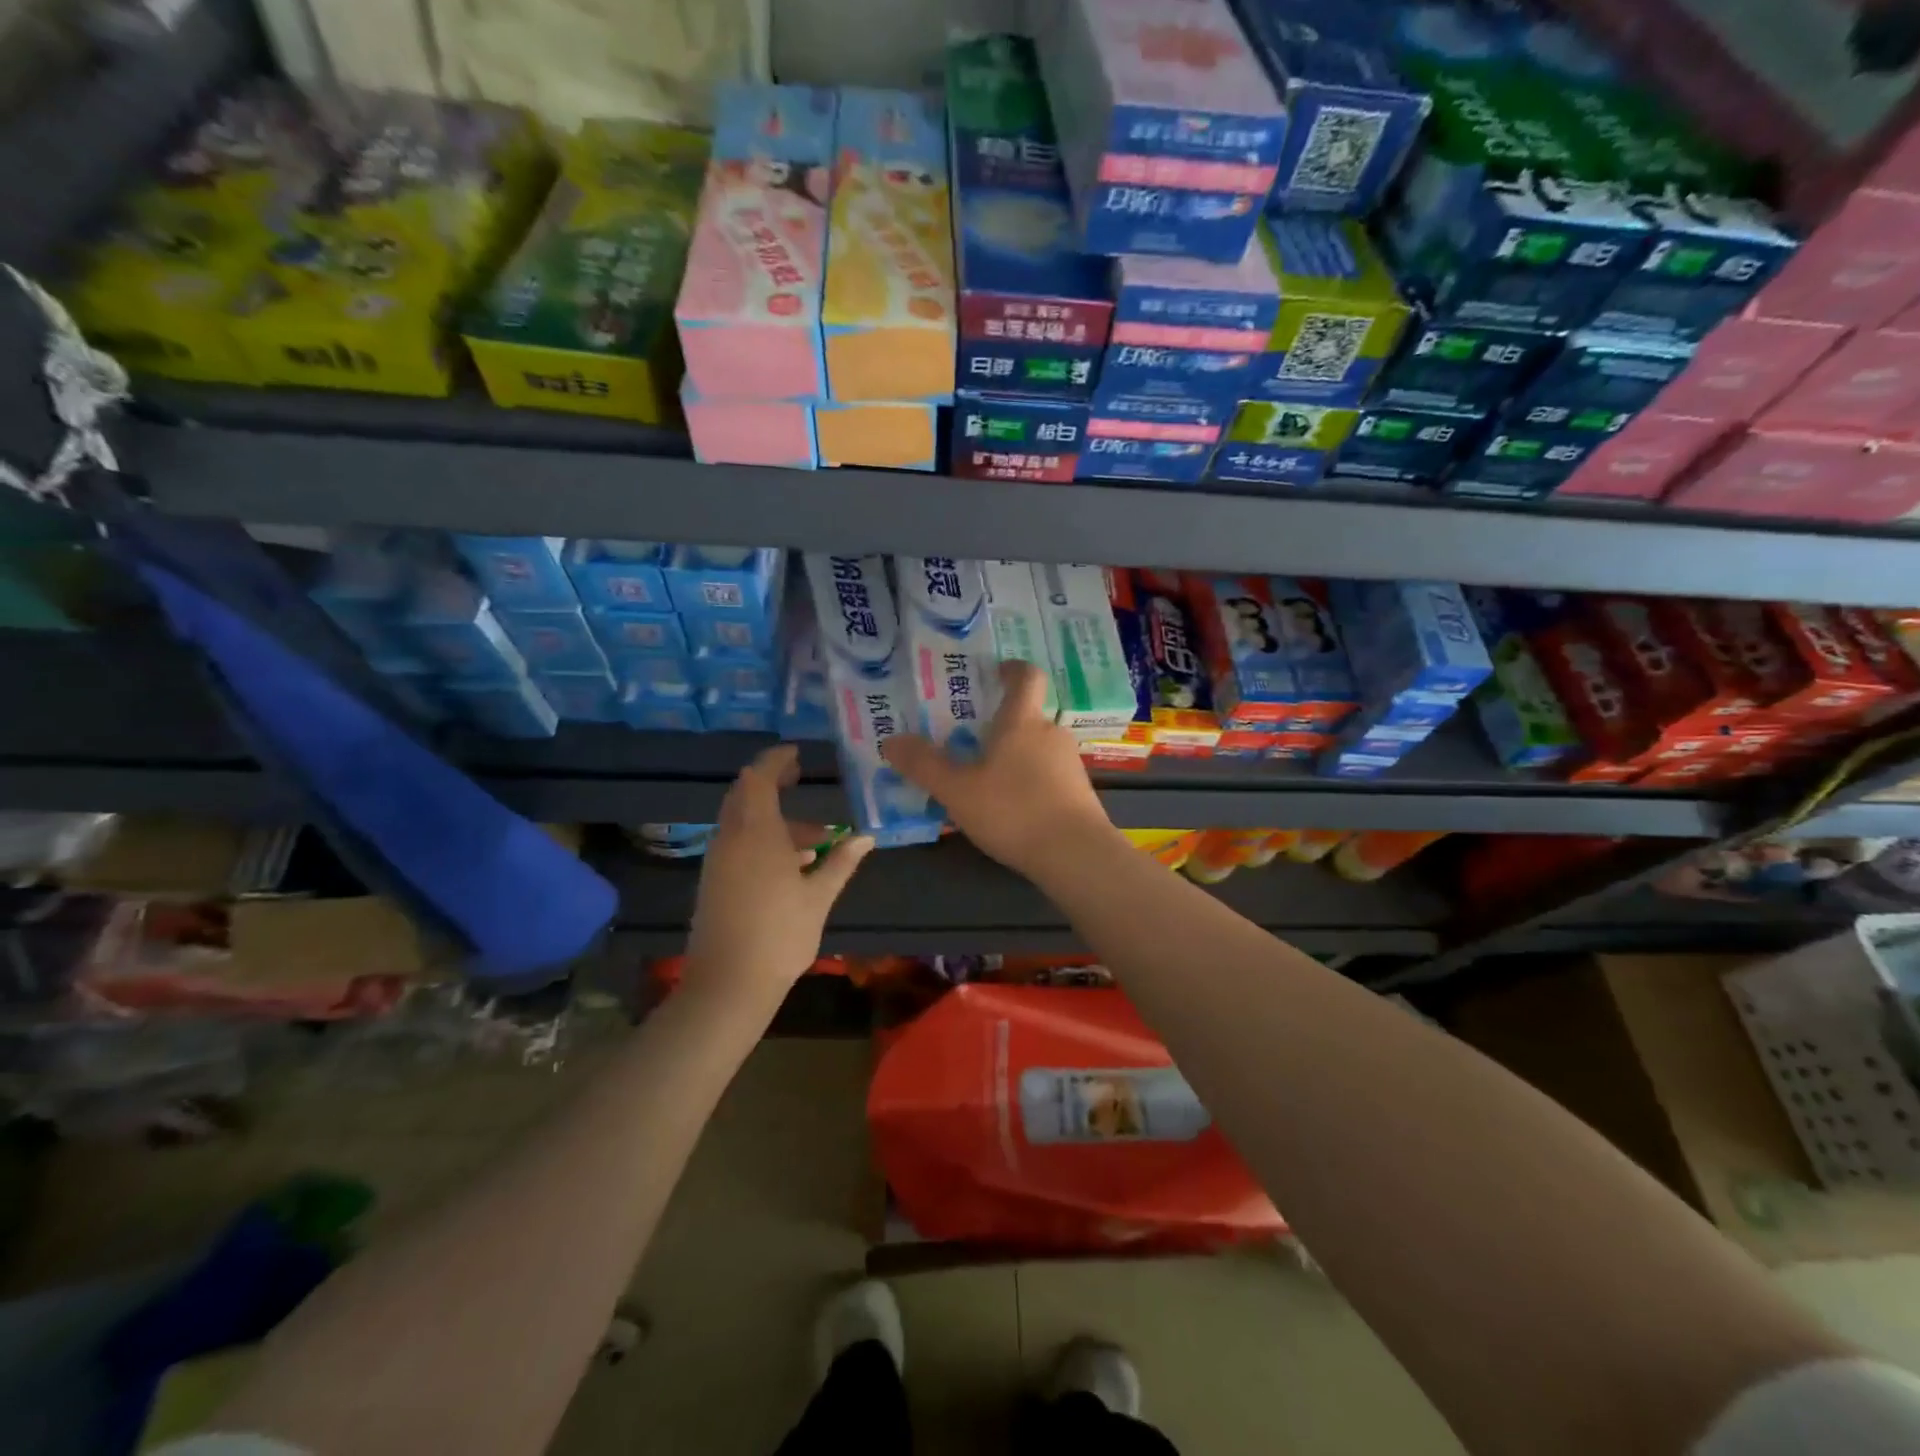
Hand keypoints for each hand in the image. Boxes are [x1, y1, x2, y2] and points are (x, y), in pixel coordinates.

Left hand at [685, 745, 873, 1002]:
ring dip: (773, 818)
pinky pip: (737, 843)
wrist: (728, 985)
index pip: (758, 778)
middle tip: (800, 779)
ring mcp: (718, 861)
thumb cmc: (780, 936)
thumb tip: (866, 837)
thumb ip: (841, 862)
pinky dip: (761, 839)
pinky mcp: (713, 881)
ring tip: (815, 839)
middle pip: (744, 795)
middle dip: (771, 782)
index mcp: (757, 834)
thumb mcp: (818, 897)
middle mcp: (730, 839)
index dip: (775, 761)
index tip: (797, 754)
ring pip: (742, 822)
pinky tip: (792, 864)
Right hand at [882, 661, 1116, 879]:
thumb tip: (890, 741)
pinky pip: (1047, 775)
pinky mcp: (1079, 792)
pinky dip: (1027, 780)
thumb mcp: (957, 790)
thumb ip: (923, 764)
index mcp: (1022, 721)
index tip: (994, 672)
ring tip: (984, 776)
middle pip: (1026, 716)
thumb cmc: (1013, 810)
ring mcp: (1069, 763)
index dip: (1012, 669)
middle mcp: (1050, 733)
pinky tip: (1009, 806)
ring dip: (1013, 755)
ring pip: (1036, 747)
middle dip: (999, 723)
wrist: (1076, 855)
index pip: (1026, 676)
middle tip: (967, 737)